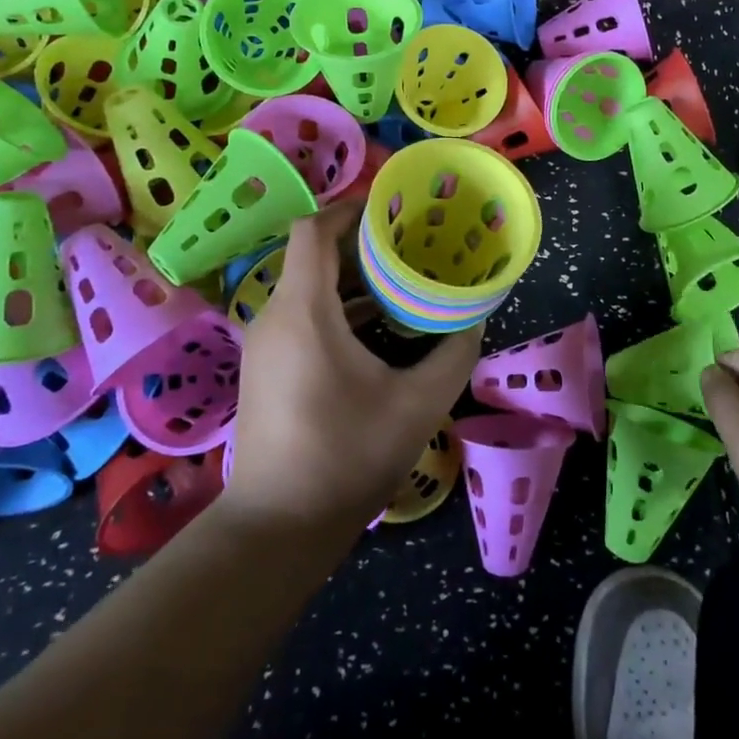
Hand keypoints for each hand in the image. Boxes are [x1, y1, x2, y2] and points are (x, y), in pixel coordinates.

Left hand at [223, 200, 482, 533]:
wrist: (278, 528)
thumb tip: (472, 319)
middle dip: (363, 244)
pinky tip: (378, 326)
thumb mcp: (418, 403)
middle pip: (315, 255)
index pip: (314, 230)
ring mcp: (266, 344)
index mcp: (304, 311)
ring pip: (309, 287)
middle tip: (413, 243)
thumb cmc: (346, 456)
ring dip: (353, 279)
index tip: (393, 210)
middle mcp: (276, 316)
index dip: (351, 209)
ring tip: (404, 280)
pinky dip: (338, 307)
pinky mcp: (267, 368)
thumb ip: (454, 352)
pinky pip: (302, 316)